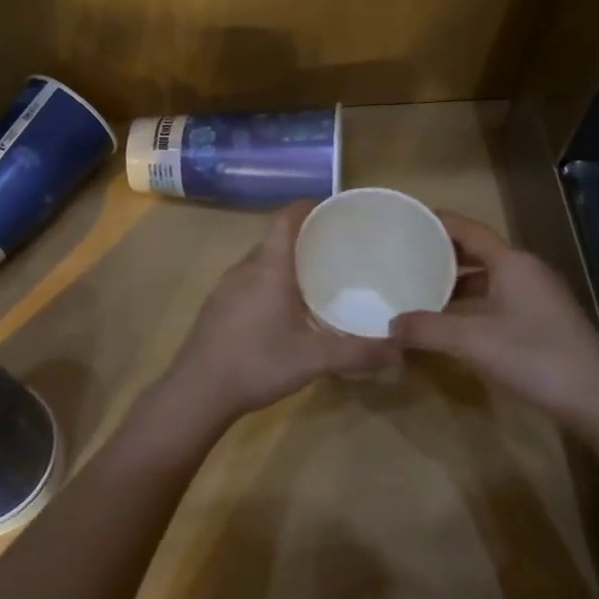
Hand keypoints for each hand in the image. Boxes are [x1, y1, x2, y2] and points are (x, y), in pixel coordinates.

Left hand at [159, 202, 401, 427]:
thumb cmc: (257, 363)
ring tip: (315, 278)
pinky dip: (268, 282)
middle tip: (336, 250)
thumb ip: (358, 353)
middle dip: (304, 238)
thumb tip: (401, 350)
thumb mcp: (314, 359)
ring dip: (285, 262)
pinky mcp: (216, 306)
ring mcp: (225, 287)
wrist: (197, 391)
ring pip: (260, 261)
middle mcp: (245, 268)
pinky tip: (282, 310)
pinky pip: (248, 280)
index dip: (308, 207)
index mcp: (269, 267)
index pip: (286, 218)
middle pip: (275, 239)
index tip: (333, 211)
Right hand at [388, 213, 598, 425]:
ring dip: (456, 284)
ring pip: (488, 280)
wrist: (598, 399)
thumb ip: (426, 329)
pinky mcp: (542, 322)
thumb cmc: (533, 355)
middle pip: (477, 253)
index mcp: (511, 262)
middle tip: (404, 260)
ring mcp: (537, 297)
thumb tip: (390, 326)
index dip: (437, 223)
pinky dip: (471, 305)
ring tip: (420, 291)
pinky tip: (451, 324)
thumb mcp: (471, 341)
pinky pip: (498, 301)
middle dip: (441, 255)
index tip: (406, 222)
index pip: (468, 229)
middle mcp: (525, 271)